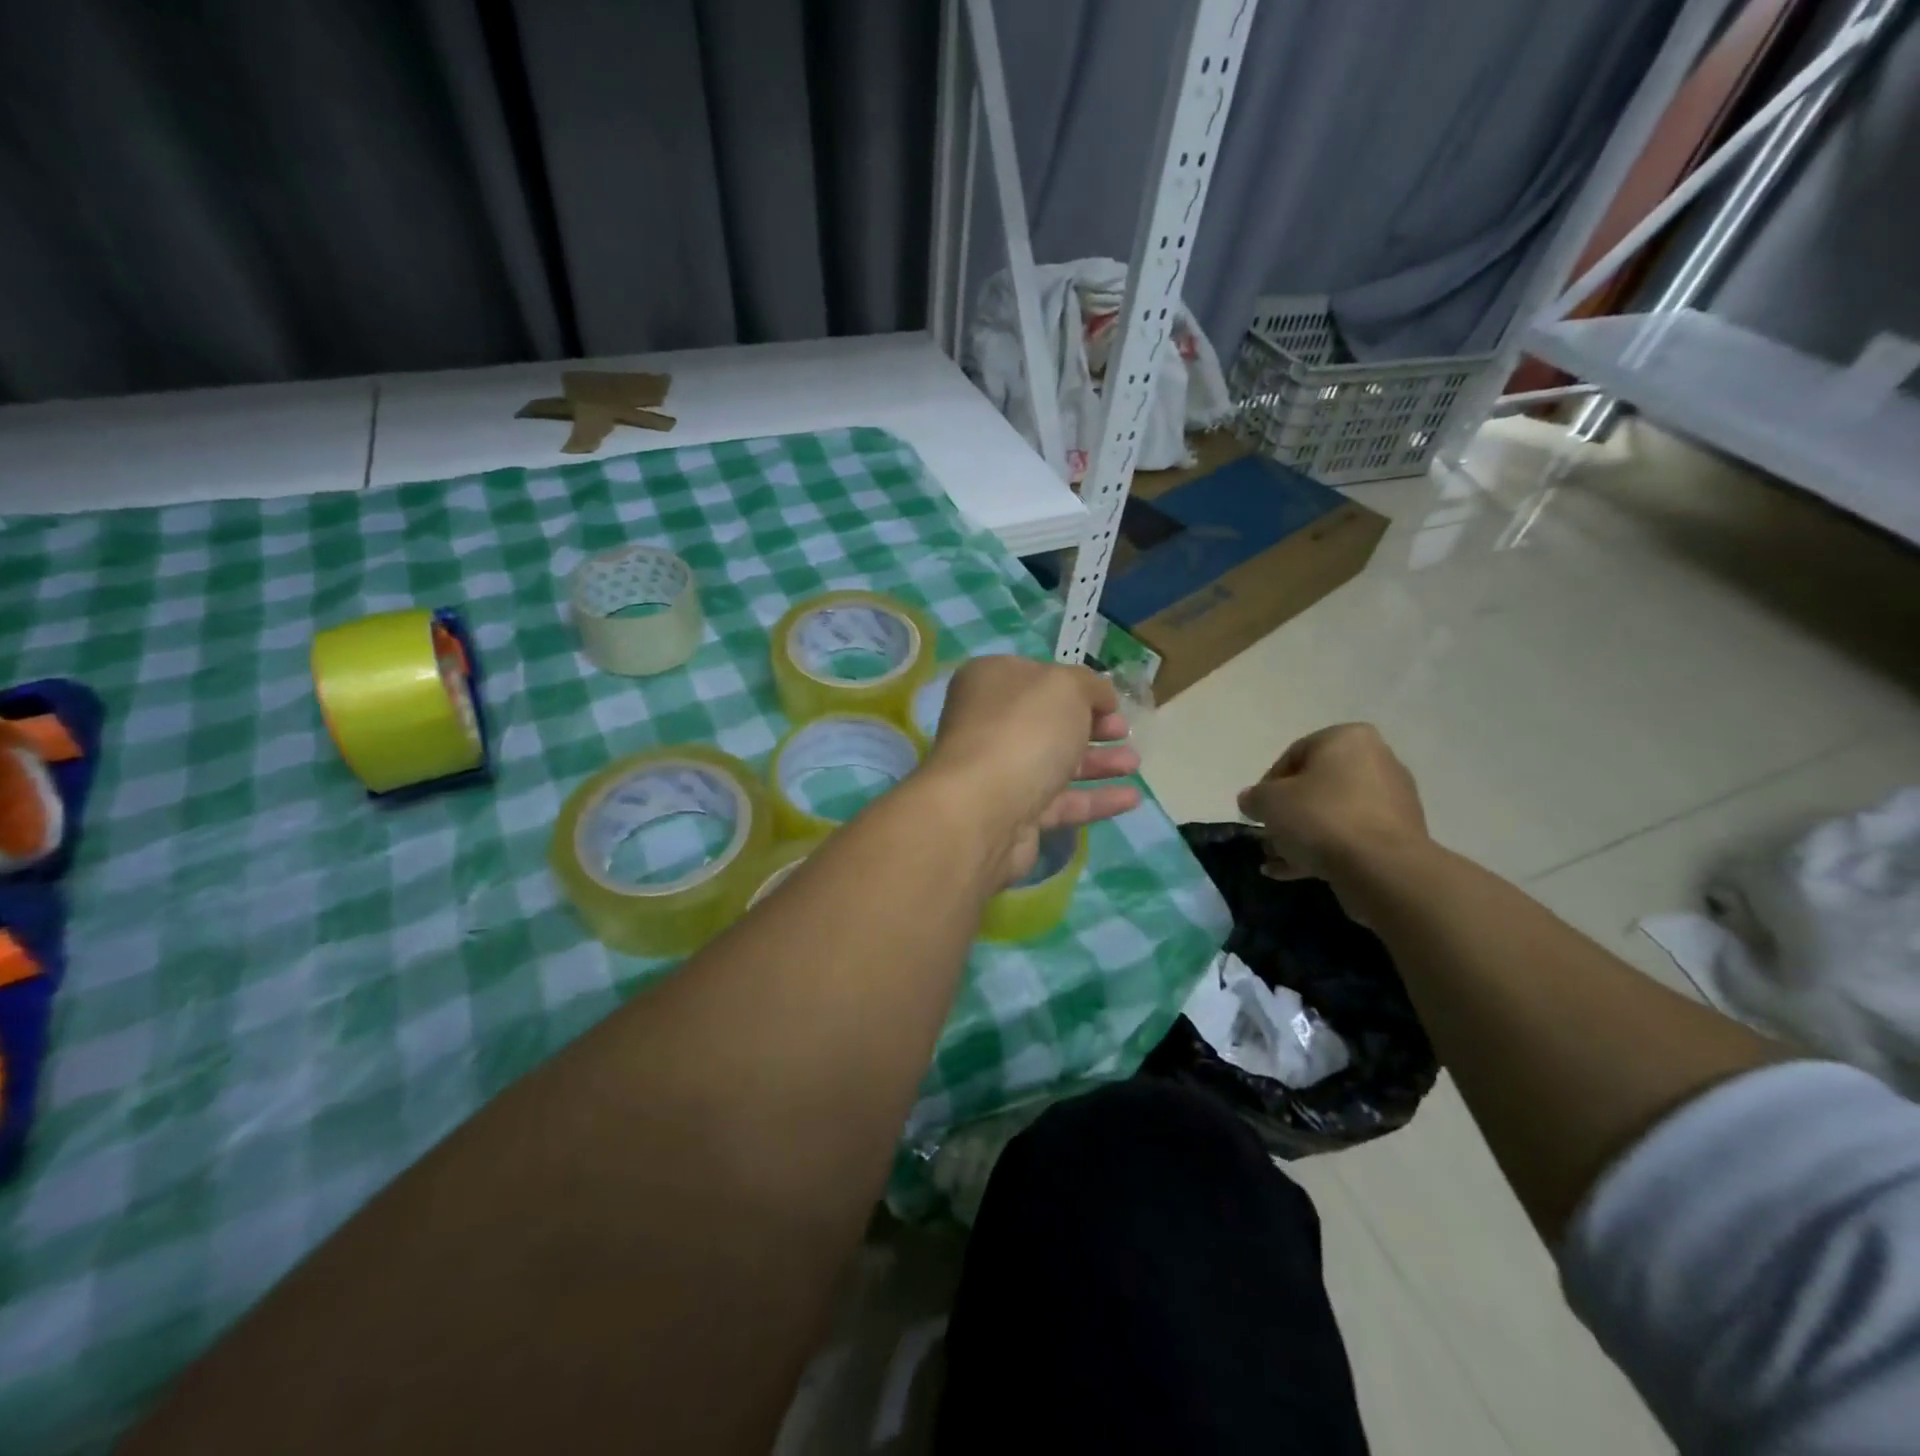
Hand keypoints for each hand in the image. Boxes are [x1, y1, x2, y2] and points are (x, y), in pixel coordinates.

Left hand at [923, 656, 1141, 884]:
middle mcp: (990, 724)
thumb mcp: (1066, 687)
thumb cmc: (1024, 730)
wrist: (984, 810)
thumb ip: (1090, 685)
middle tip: (1124, 732)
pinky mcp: (1015, 813)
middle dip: (1092, 726)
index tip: (1111, 700)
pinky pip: (1062, 802)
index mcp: (991, 682)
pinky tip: (1131, 798)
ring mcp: (1001, 771)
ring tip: (1135, 764)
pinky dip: (1096, 799)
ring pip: (1056, 762)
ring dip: (1098, 762)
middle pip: (1049, 722)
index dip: (1077, 686)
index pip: (1039, 676)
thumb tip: (1101, 697)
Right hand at [1236, 724, 1425, 882]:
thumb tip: (1252, 800)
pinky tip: (1292, 871)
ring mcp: (1392, 800)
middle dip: (1287, 814)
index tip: (1257, 809)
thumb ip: (1254, 797)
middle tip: (1267, 836)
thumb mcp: (1269, 802)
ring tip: (1275, 860)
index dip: (1267, 784)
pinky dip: (1323, 849)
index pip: (1294, 754)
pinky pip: (1351, 836)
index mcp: (1347, 739)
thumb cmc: (1321, 817)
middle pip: (1316, 787)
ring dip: (1301, 836)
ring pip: (1332, 814)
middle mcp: (1376, 761)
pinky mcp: (1399, 835)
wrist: (1381, 867)